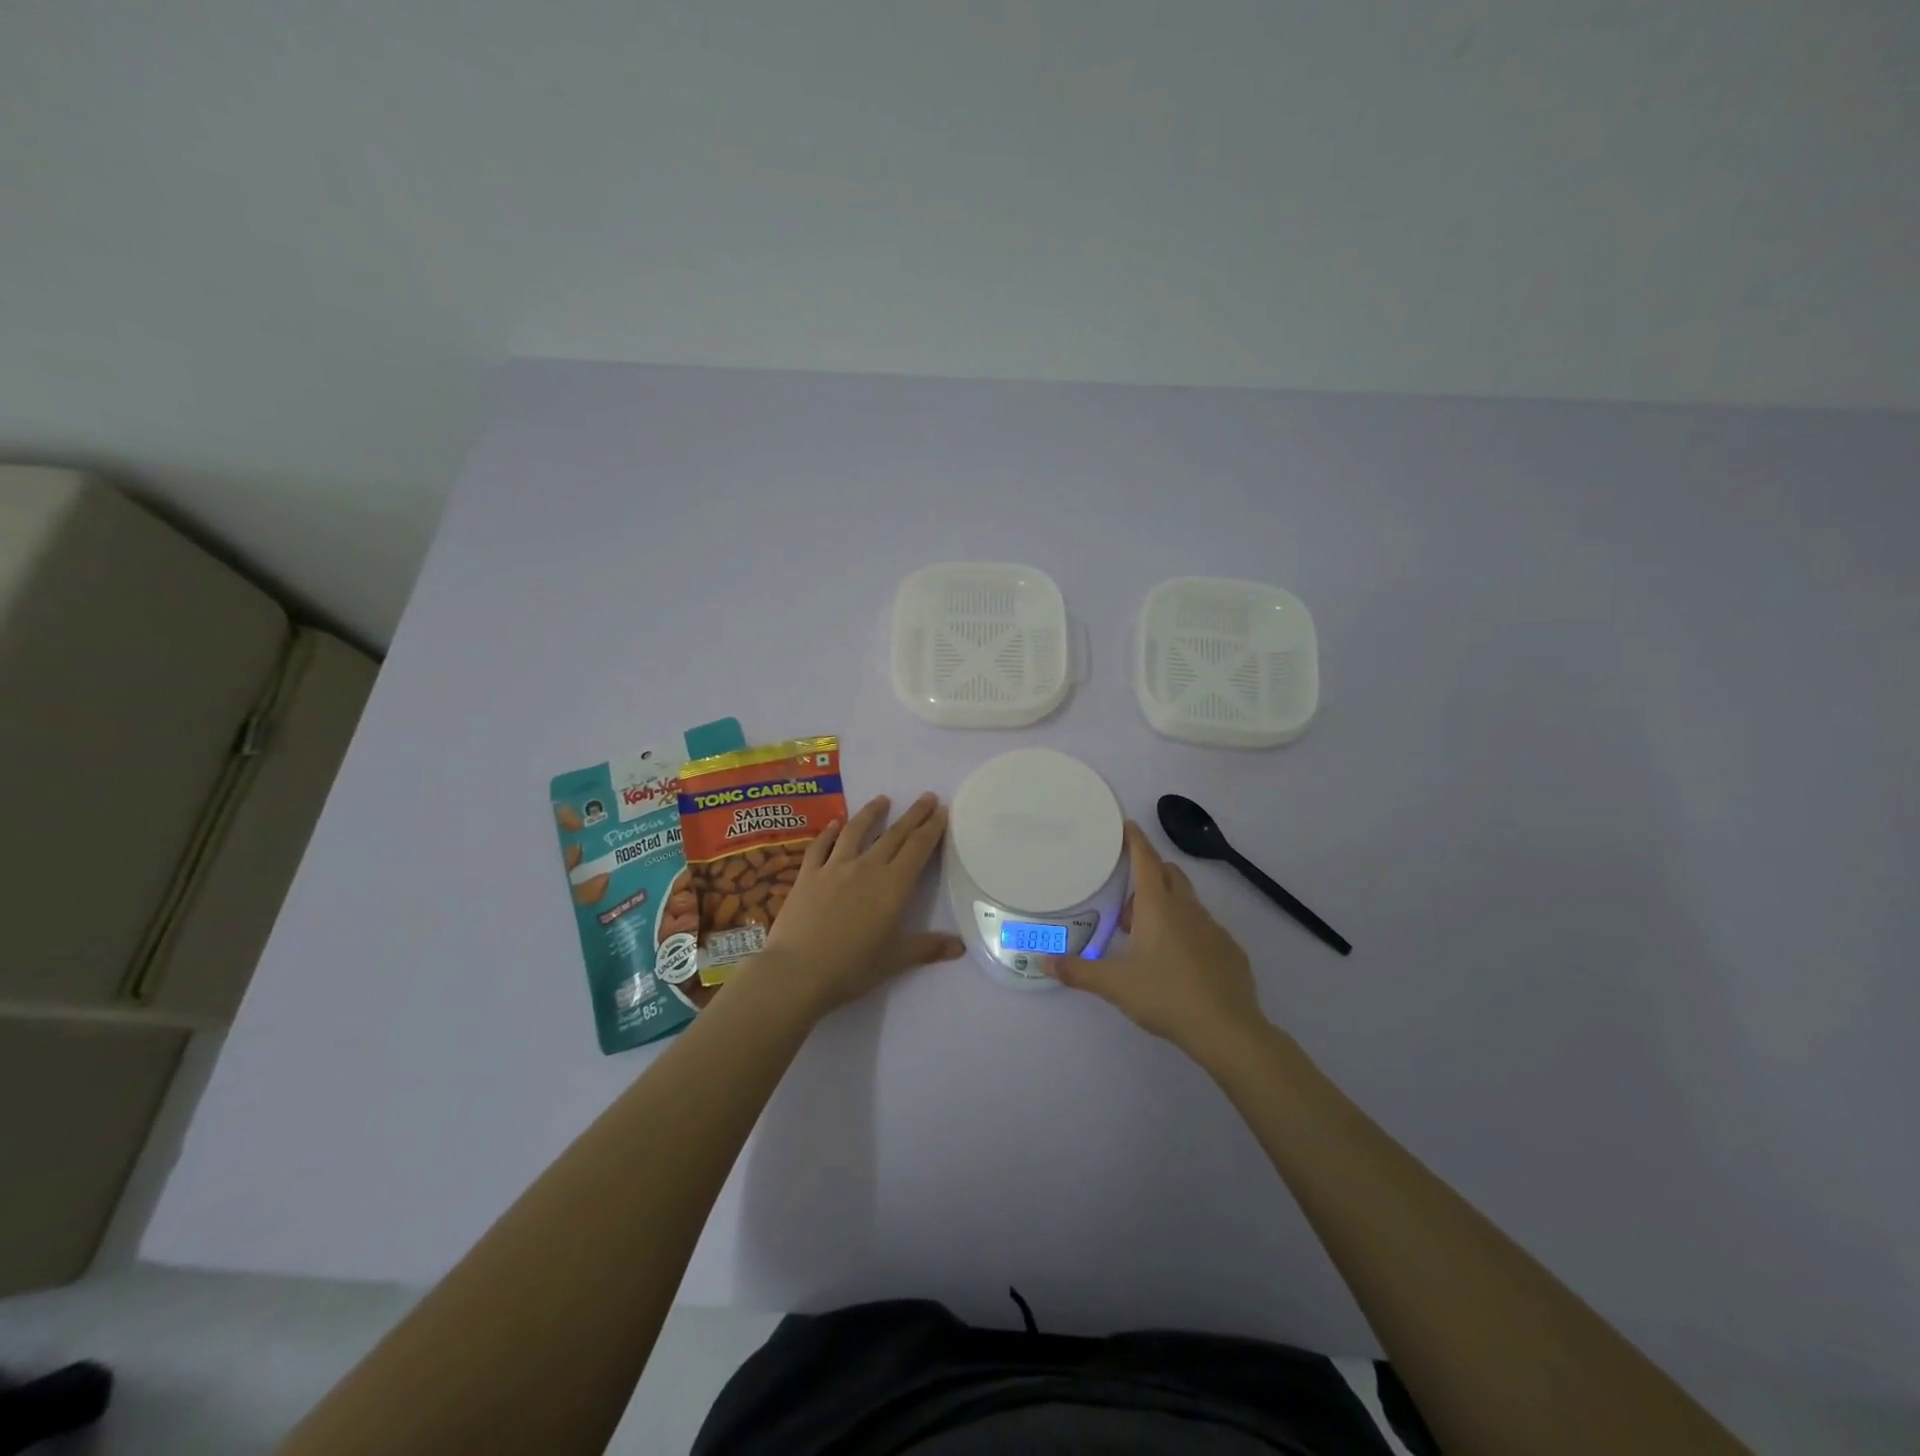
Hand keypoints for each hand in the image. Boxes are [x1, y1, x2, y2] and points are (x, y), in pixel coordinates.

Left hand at [754, 792, 962, 1017]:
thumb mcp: (895, 960)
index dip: (931, 828)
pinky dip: (829, 832)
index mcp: (893, 886)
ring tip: (882, 800)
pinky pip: (820, 846)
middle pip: (894, 834)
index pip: (917, 848)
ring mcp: (834, 868)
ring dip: (871, 813)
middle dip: (913, 814)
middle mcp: (867, 868)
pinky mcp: (808, 875)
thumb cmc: (852, 968)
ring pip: (856, 831)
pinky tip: (834, 824)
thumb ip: (928, 948)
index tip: (941, 810)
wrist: (797, 972)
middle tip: (926, 796)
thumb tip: (960, 947)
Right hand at [1048, 821, 1264, 1056]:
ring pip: (1187, 902)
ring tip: (1147, 937)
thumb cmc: (1164, 995)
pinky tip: (1179, 962)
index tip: (1127, 825)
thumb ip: (1077, 970)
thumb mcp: (1113, 984)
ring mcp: (1214, 929)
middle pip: (1169, 874)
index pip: (1146, 860)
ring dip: (1167, 906)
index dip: (1135, 840)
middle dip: (1150, 874)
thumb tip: (1041, 960)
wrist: (1226, 1029)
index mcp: (1157, 907)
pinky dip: (1188, 932)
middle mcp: (1187, 909)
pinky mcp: (1230, 951)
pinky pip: (1205, 929)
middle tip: (1127, 900)